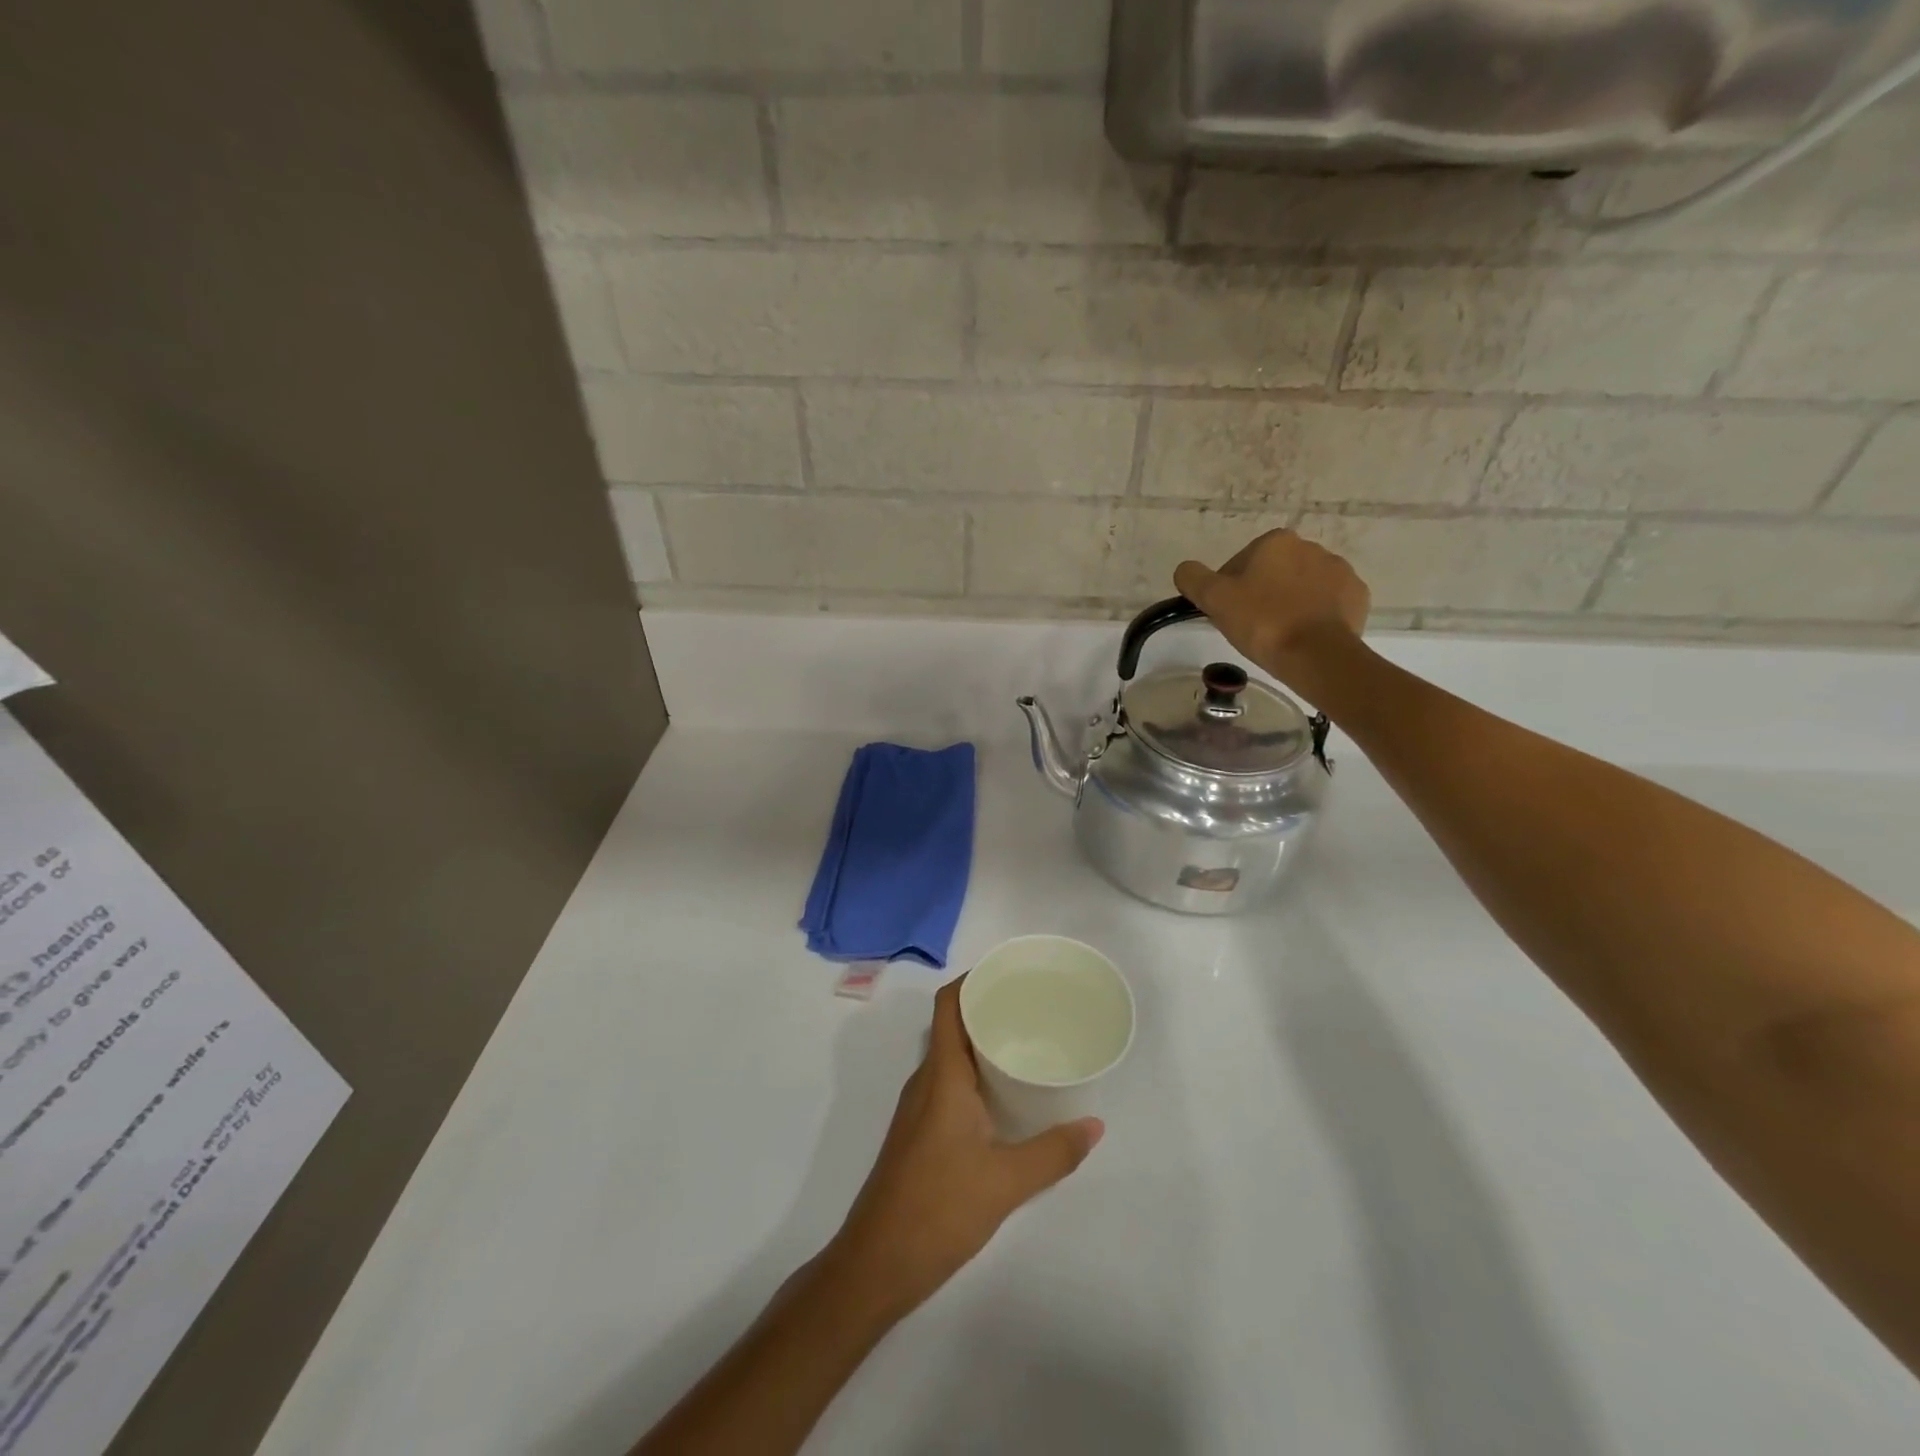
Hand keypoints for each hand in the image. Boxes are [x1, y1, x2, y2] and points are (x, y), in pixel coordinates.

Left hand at [825, 978, 1102, 1319]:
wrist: (876, 1264)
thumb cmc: (938, 1208)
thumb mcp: (1006, 1182)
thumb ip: (1054, 1152)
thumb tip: (1095, 1125)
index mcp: (942, 1075)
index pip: (948, 1005)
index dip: (972, 979)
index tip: (1009, 973)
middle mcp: (926, 1081)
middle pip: (951, 1025)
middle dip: (987, 1009)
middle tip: (1033, 1007)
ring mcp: (918, 1108)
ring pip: (950, 1056)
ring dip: (981, 1043)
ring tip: (1026, 1043)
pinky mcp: (918, 1132)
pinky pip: (947, 1083)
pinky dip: (974, 1074)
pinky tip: (1003, 1096)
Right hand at [1174, 529, 1370, 692]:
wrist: (1317, 654)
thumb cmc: (1262, 622)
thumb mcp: (1214, 599)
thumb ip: (1193, 578)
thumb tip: (1186, 569)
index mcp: (1275, 542)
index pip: (1240, 563)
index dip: (1229, 590)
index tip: (1228, 615)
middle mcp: (1311, 547)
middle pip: (1273, 572)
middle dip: (1261, 594)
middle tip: (1251, 627)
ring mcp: (1339, 571)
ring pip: (1301, 587)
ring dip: (1289, 604)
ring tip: (1279, 636)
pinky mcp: (1357, 596)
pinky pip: (1328, 603)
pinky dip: (1316, 616)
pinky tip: (1304, 637)